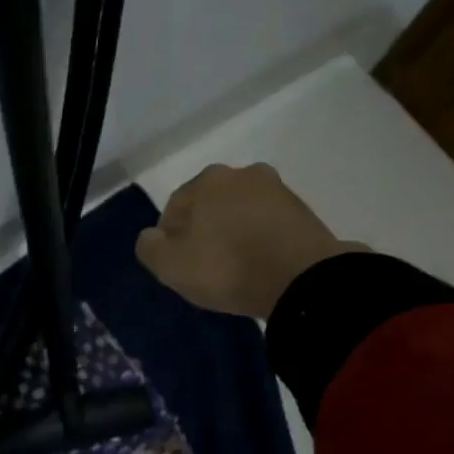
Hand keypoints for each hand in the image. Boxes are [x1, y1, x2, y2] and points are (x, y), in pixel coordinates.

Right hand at [135, 163, 363, 317]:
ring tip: (236, 267)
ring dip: (234, 232)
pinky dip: (260, 239)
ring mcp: (276, 189)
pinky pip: (267, 224)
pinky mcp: (303, 210)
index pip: (174, 210)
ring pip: (240, 212)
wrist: (302, 279)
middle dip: (204, 231)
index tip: (180, 267)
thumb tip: (152, 237)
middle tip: (207, 266)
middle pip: (209, 206)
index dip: (171, 241)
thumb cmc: (227, 268)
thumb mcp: (170, 266)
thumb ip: (149, 247)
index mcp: (205, 180)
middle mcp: (241, 173)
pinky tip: (260, 263)